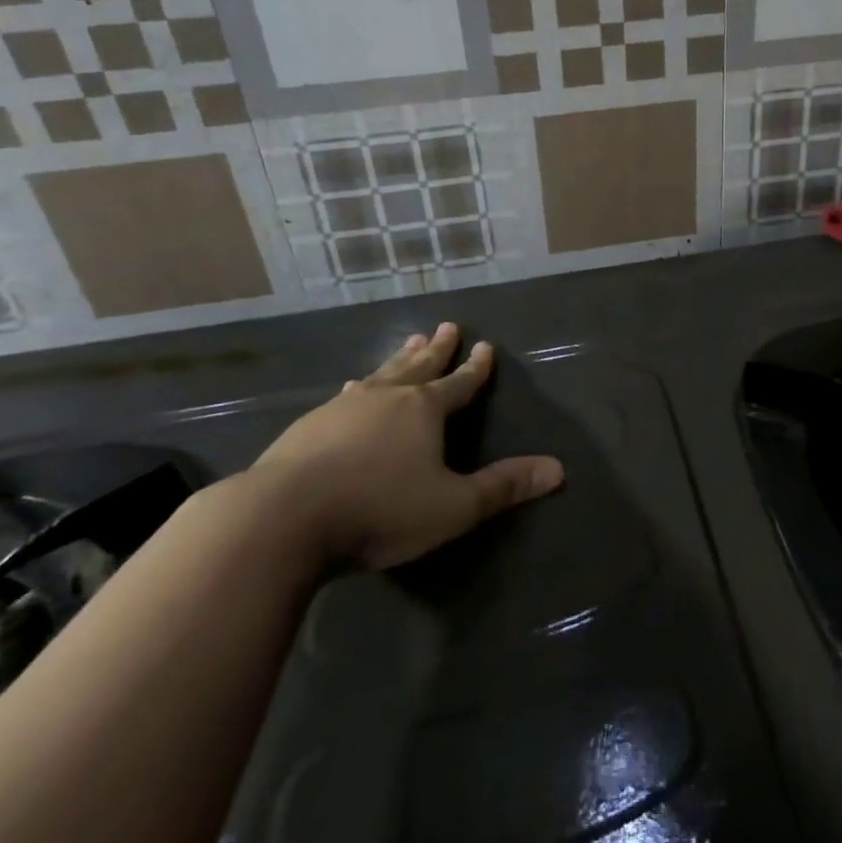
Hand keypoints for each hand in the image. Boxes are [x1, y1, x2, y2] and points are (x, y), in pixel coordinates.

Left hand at [245, 323, 563, 569]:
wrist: (283, 518)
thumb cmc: (379, 510)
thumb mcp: (452, 507)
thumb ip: (503, 488)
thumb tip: (558, 470)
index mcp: (425, 410)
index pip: (460, 383)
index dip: (476, 368)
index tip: (485, 346)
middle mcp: (387, 397)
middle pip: (419, 366)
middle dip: (436, 348)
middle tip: (446, 325)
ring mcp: (344, 407)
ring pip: (381, 374)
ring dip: (397, 359)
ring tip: (406, 342)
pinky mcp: (309, 424)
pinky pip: (345, 395)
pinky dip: (358, 386)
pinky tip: (348, 387)